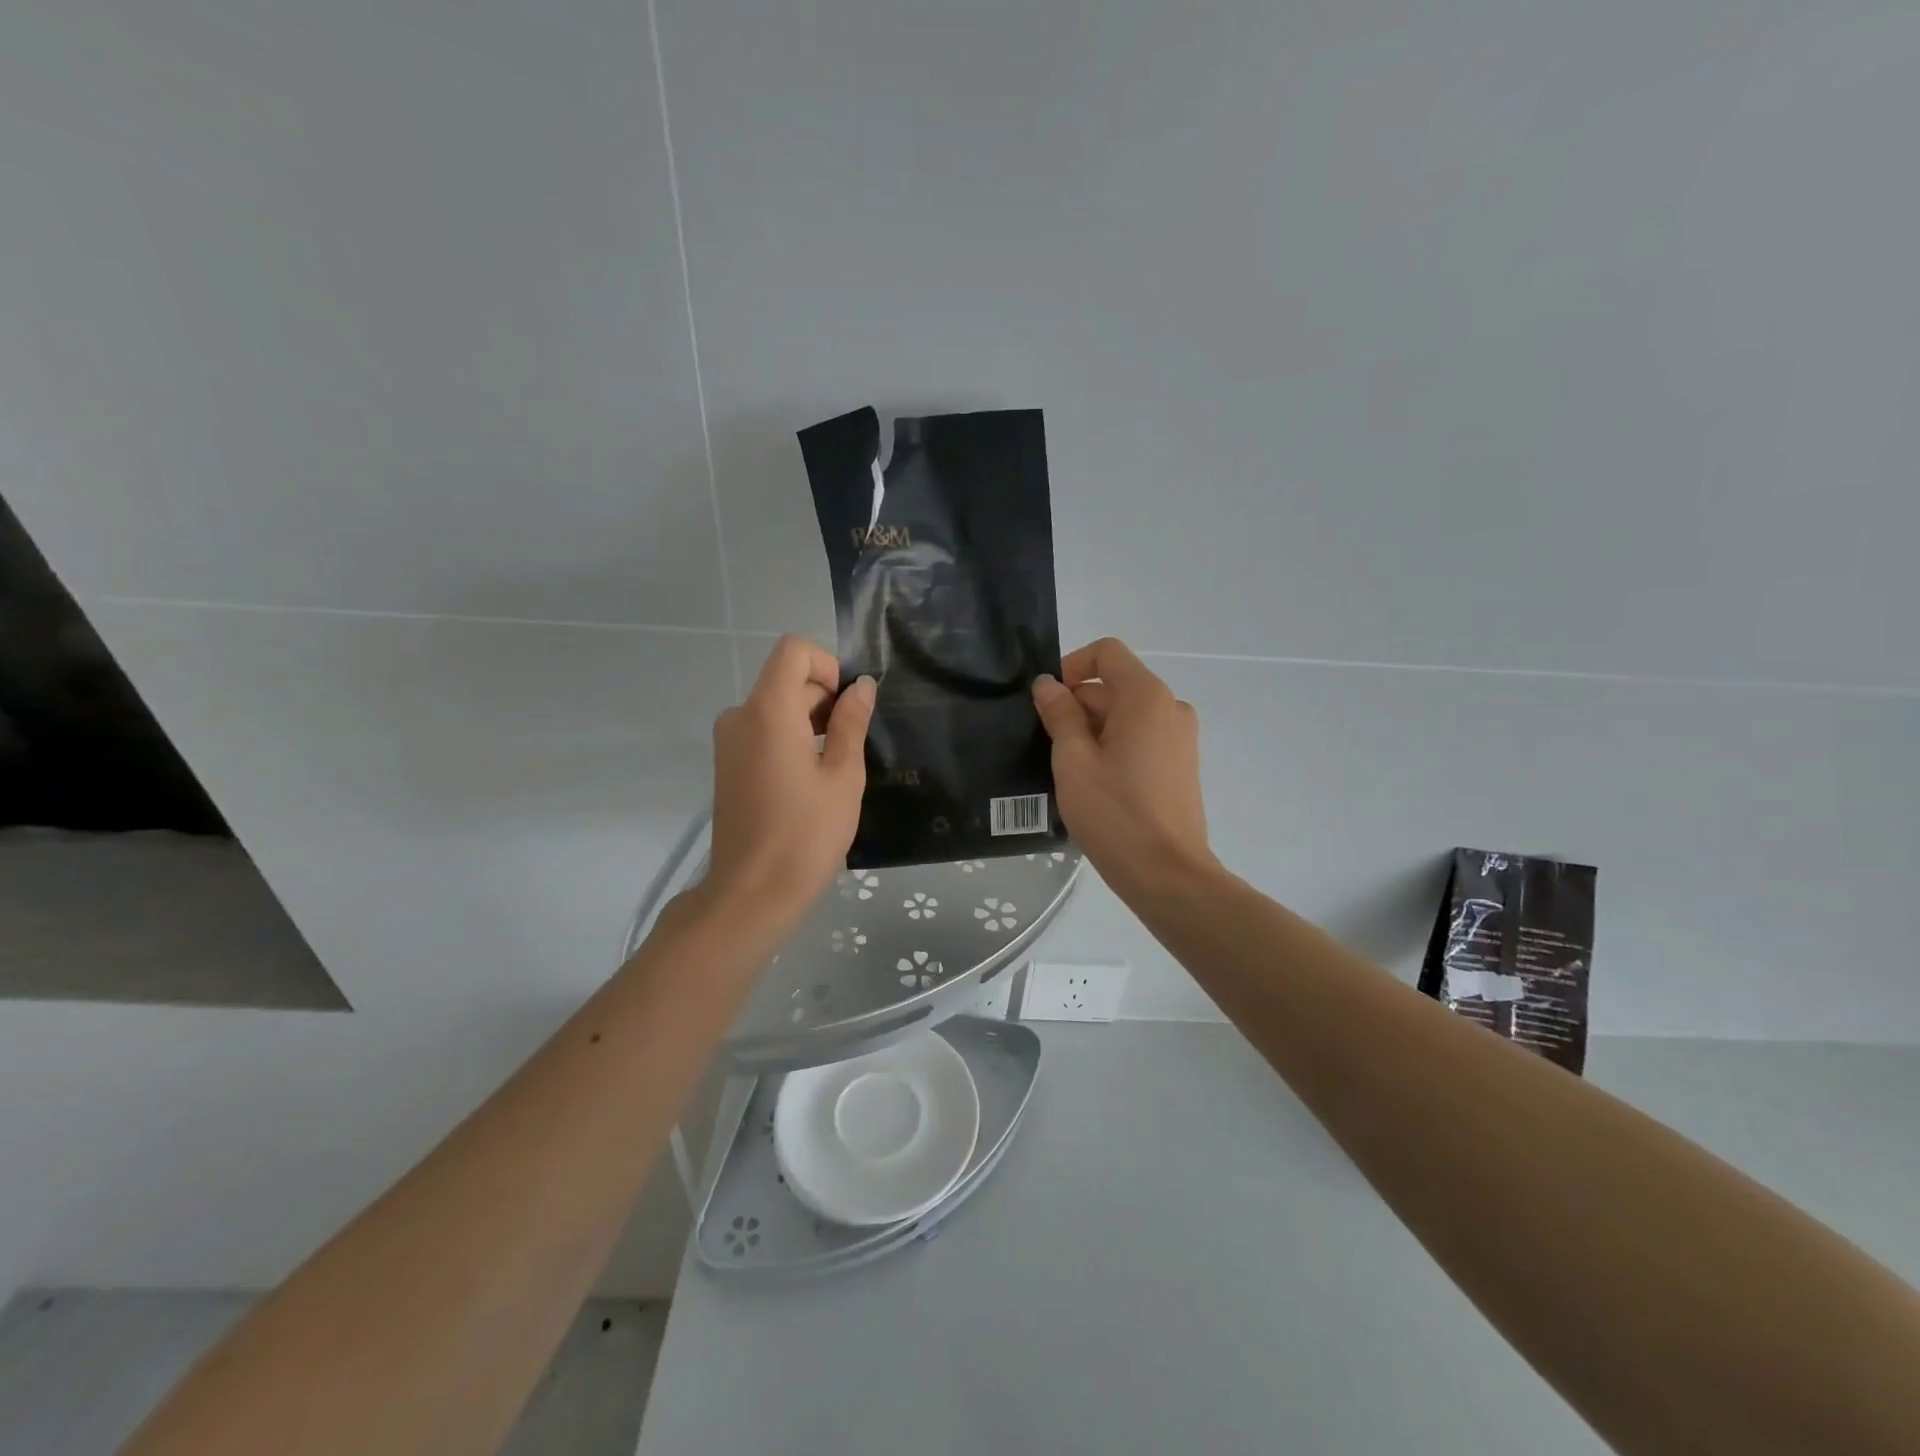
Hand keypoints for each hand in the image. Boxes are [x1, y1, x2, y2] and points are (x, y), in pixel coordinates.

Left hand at [705, 635, 874, 922]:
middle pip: (786, 679)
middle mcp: (740, 716)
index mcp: (768, 711)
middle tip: (851, 746)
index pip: (793, 651)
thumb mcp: (843, 776)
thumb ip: (851, 723)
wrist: (752, 894)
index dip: (828, 665)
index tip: (847, 706)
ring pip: (775, 706)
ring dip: (809, 721)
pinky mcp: (728, 765)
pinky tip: (810, 780)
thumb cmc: (805, 834)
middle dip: (824, 698)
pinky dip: (790, 738)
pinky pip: (762, 731)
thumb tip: (861, 687)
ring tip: (834, 767)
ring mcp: (729, 741)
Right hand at [1032, 638, 1212, 892]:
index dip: (1072, 667)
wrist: (1168, 875)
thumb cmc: (1115, 814)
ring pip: (1126, 715)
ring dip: (1093, 731)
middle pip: (1115, 686)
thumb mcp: (1073, 761)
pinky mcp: (1181, 765)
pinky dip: (1114, 748)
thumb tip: (1048, 685)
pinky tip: (1095, 785)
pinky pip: (1141, 739)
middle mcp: (1170, 707)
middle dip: (1078, 706)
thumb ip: (1060, 715)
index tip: (1048, 702)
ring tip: (1069, 772)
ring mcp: (1181, 738)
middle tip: (1049, 747)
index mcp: (1146, 697)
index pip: (1107, 653)